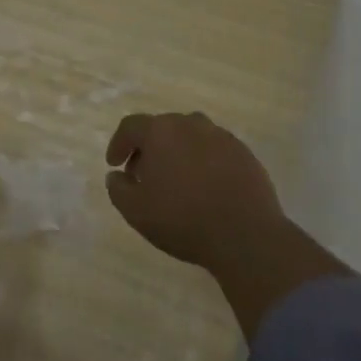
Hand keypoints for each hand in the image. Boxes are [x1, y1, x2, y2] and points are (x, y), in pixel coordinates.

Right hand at [105, 112, 347, 338]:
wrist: (246, 235)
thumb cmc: (183, 220)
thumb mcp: (136, 212)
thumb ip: (118, 189)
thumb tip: (116, 176)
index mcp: (161, 132)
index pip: (131, 126)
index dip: (119, 143)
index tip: (114, 164)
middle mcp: (190, 125)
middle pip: (162, 128)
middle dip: (148, 149)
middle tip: (144, 175)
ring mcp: (221, 137)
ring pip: (190, 136)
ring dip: (177, 152)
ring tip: (176, 181)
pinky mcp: (244, 153)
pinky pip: (215, 150)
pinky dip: (203, 161)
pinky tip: (205, 187)